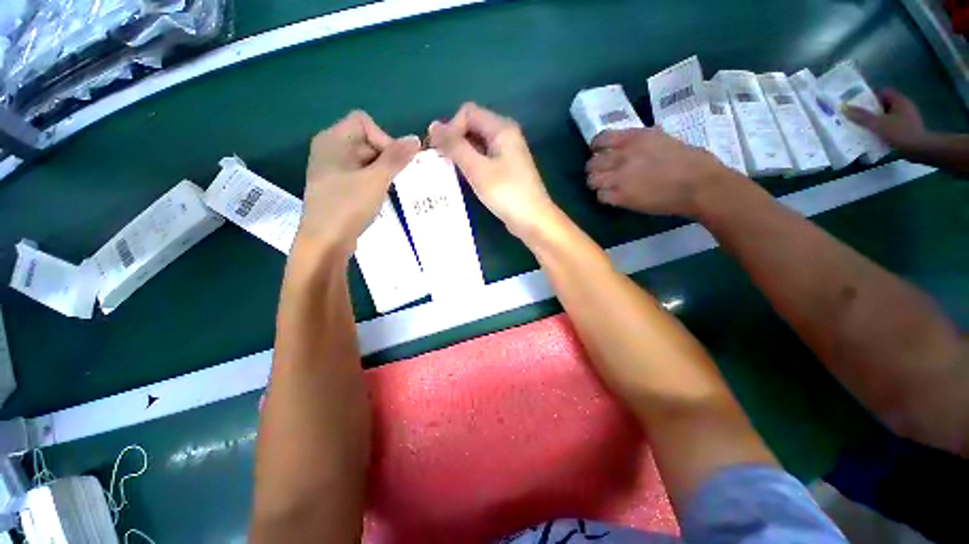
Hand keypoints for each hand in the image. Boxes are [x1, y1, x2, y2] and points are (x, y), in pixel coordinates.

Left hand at [300, 111, 419, 253]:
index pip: (363, 122)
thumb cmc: (348, 206)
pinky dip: (373, 181)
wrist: (326, 242)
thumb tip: (415, 139)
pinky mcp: (337, 186)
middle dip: (385, 157)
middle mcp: (329, 150)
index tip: (394, 163)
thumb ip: (396, 158)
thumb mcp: (376, 180)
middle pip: (365, 140)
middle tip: (394, 179)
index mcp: (332, 140)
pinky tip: (378, 196)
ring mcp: (332, 169)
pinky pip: (360, 174)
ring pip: (365, 160)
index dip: (383, 138)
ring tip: (387, 190)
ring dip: (381, 171)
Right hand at [428, 103, 557, 238]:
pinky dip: (471, 165)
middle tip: (441, 162)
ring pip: (477, 144)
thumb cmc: (506, 193)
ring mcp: (507, 154)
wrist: (532, 220)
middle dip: (454, 141)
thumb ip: (455, 146)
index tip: (442, 151)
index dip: (451, 128)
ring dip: (461, 154)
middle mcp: (505, 136)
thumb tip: (433, 126)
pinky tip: (463, 178)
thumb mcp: (477, 169)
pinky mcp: (506, 170)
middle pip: (472, 126)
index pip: (467, 113)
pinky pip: (483, 159)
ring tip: (448, 171)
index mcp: (501, 128)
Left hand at [588, 129, 739, 217]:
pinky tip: (615, 197)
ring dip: (598, 183)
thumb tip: (627, 146)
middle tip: (604, 173)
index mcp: (633, 138)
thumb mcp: (662, 139)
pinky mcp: (621, 197)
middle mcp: (622, 156)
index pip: (600, 139)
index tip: (600, 153)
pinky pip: (600, 196)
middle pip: (591, 163)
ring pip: (592, 180)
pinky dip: (605, 197)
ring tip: (607, 186)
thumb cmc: (689, 160)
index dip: (597, 148)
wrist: (699, 184)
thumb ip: (640, 142)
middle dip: (596, 169)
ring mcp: (619, 177)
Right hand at [843, 89, 927, 151]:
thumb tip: (843, 107)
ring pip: (887, 115)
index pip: (882, 92)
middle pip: (884, 104)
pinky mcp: (907, 128)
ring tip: (864, 128)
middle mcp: (904, 106)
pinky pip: (892, 125)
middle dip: (871, 110)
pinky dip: (883, 128)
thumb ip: (861, 116)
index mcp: (899, 100)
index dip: (870, 96)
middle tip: (857, 117)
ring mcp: (907, 118)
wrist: (920, 150)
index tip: (857, 104)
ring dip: (877, 120)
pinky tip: (876, 136)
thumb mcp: (878, 125)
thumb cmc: (901, 133)